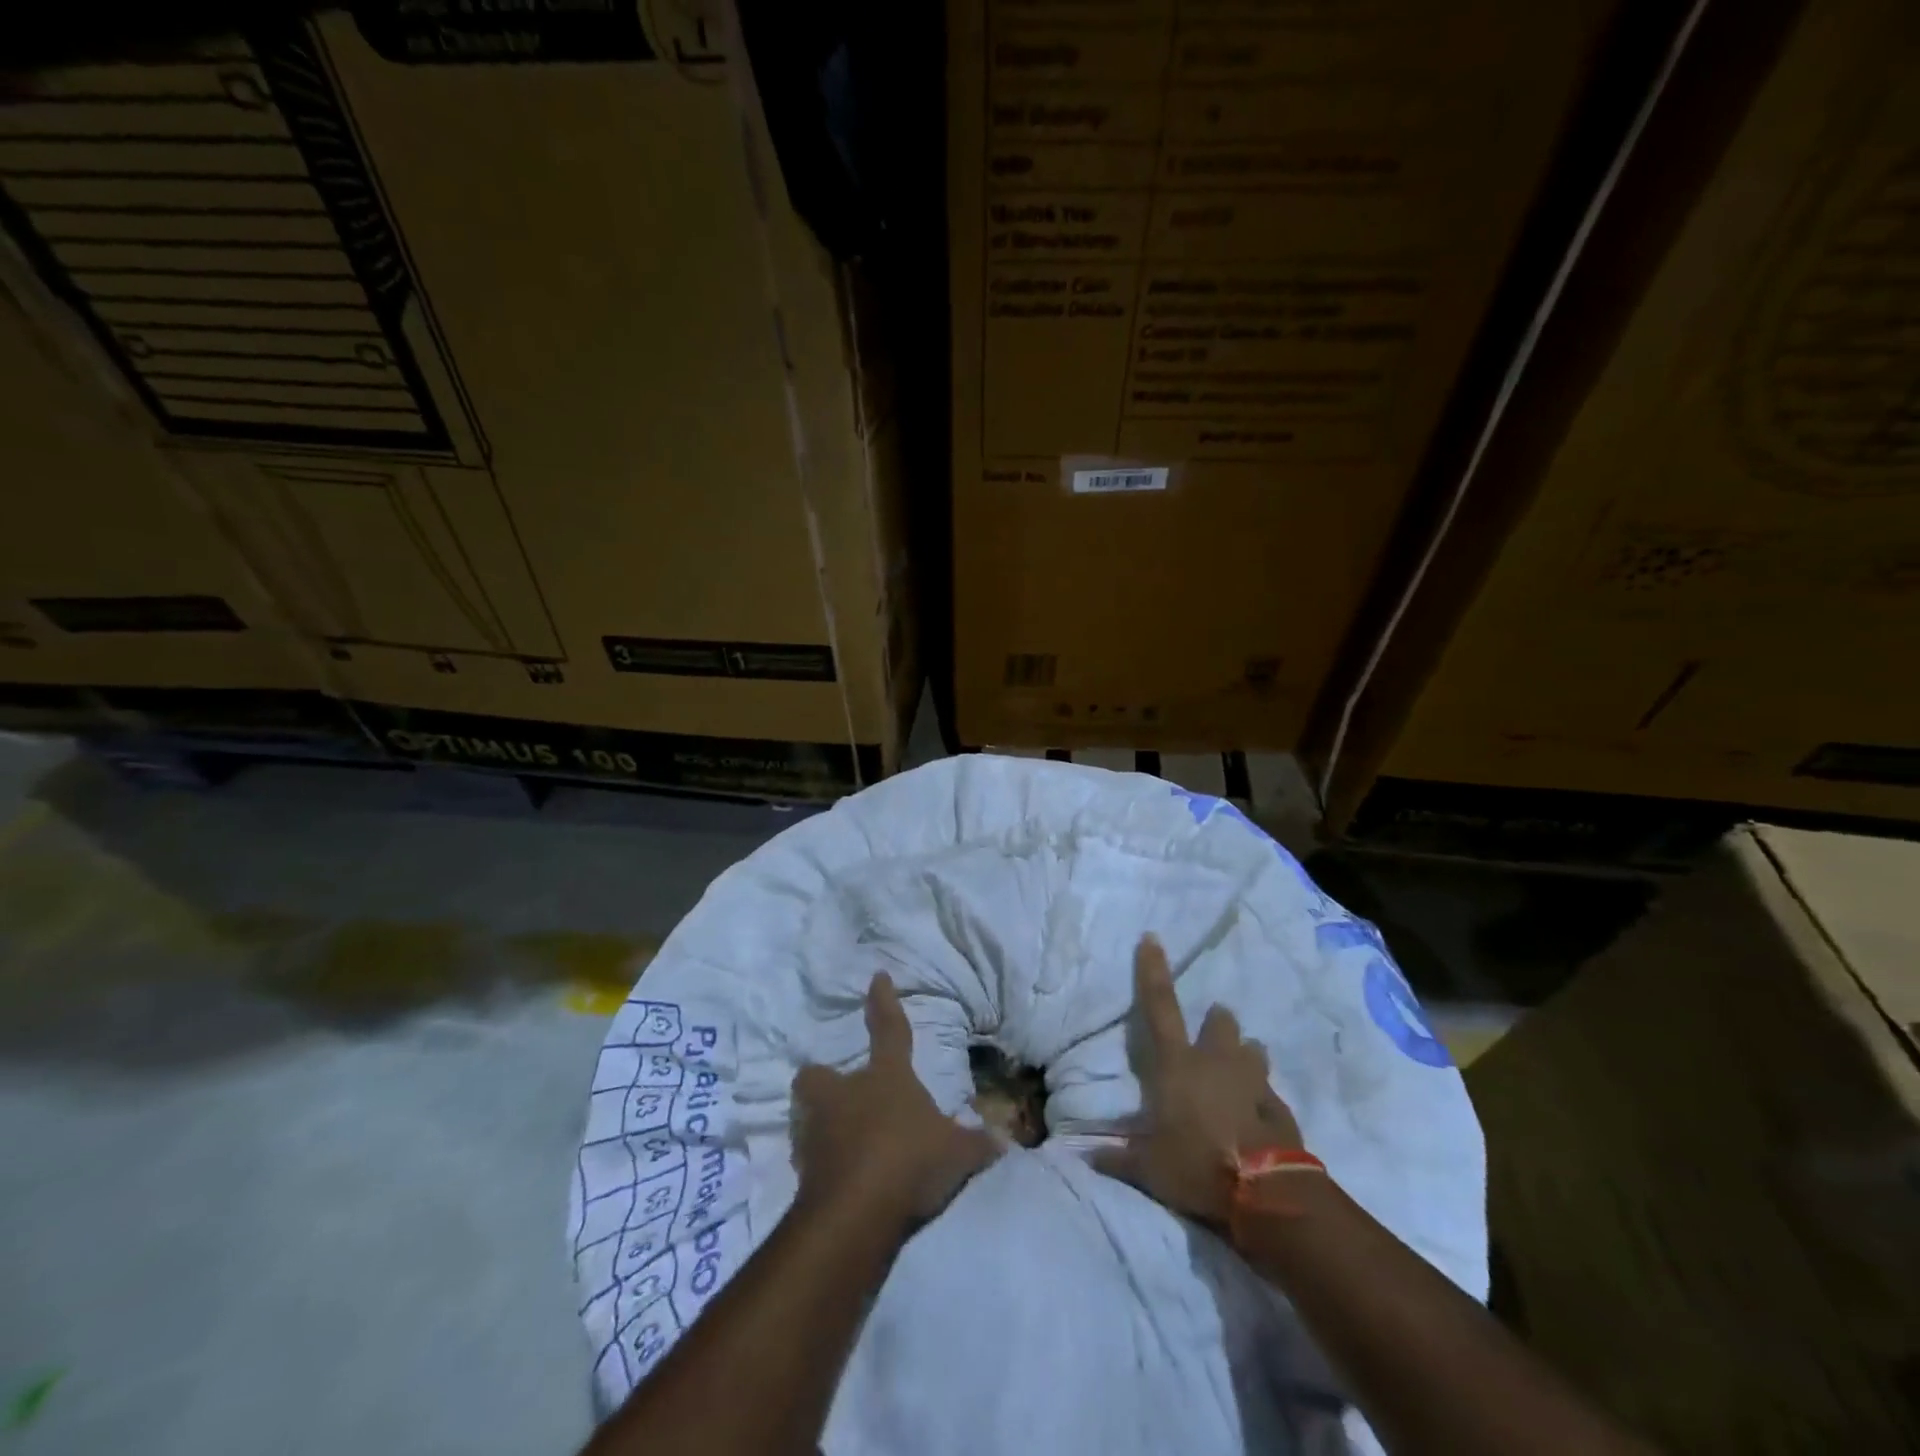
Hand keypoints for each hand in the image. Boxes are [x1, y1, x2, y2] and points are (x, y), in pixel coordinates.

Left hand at [791, 973, 999, 1227]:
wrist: (856, 1214)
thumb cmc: (909, 1162)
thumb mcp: (956, 1154)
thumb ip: (976, 1144)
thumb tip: (1003, 1139)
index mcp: (886, 1077)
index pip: (889, 1029)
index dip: (884, 1002)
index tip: (878, 977)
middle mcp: (845, 1094)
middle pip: (818, 1074)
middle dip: (823, 1079)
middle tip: (840, 1095)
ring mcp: (818, 1130)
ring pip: (808, 1114)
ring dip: (822, 1123)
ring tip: (842, 1141)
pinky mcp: (802, 1170)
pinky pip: (810, 1158)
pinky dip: (823, 1165)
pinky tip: (841, 1181)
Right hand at [1095, 935, 1303, 1226]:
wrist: (1266, 1195)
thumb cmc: (1197, 1166)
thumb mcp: (1149, 1168)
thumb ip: (1118, 1158)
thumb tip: (1085, 1157)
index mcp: (1178, 1065)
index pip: (1159, 1006)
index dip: (1152, 970)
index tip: (1152, 937)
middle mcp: (1216, 1062)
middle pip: (1220, 1023)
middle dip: (1216, 1022)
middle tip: (1212, 1032)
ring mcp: (1253, 1082)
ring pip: (1252, 1050)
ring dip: (1244, 1055)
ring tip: (1238, 1068)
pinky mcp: (1280, 1108)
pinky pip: (1268, 1092)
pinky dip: (1261, 1098)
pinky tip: (1257, 1115)